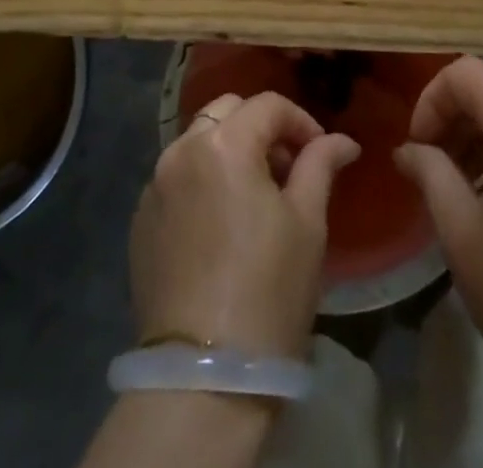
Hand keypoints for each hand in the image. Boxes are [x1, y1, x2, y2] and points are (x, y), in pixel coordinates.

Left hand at [130, 91, 360, 356]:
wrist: (204, 377)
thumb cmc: (269, 291)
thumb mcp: (307, 223)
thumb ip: (320, 166)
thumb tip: (342, 141)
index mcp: (224, 144)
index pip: (268, 105)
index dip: (301, 121)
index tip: (320, 151)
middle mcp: (181, 150)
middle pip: (227, 111)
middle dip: (261, 127)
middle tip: (287, 167)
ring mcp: (155, 185)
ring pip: (198, 141)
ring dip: (229, 150)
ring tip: (256, 195)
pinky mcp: (140, 219)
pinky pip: (177, 177)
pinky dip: (202, 179)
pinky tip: (221, 222)